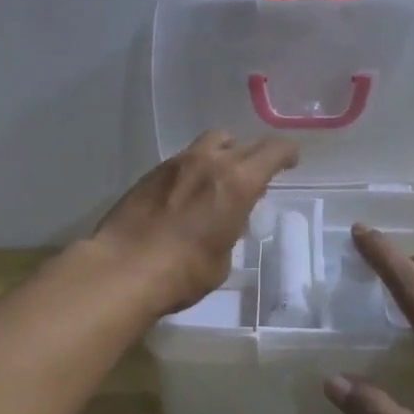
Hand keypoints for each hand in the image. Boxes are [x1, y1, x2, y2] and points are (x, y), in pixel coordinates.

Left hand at [91, 130, 298, 314]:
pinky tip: (187, 195)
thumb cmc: (184, 272)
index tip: (290, 162)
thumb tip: (225, 221)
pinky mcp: (150, 173)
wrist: (123, 269)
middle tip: (255, 174)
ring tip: (218, 180)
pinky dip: (193, 169)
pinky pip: (182, 160)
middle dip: (253, 155)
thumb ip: (230, 229)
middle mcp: (209, 162)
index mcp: (236, 182)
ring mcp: (176, 164)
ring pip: (208, 143)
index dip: (286, 153)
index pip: (273, 150)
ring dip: (221, 155)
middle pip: (240, 141)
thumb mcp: (222, 258)